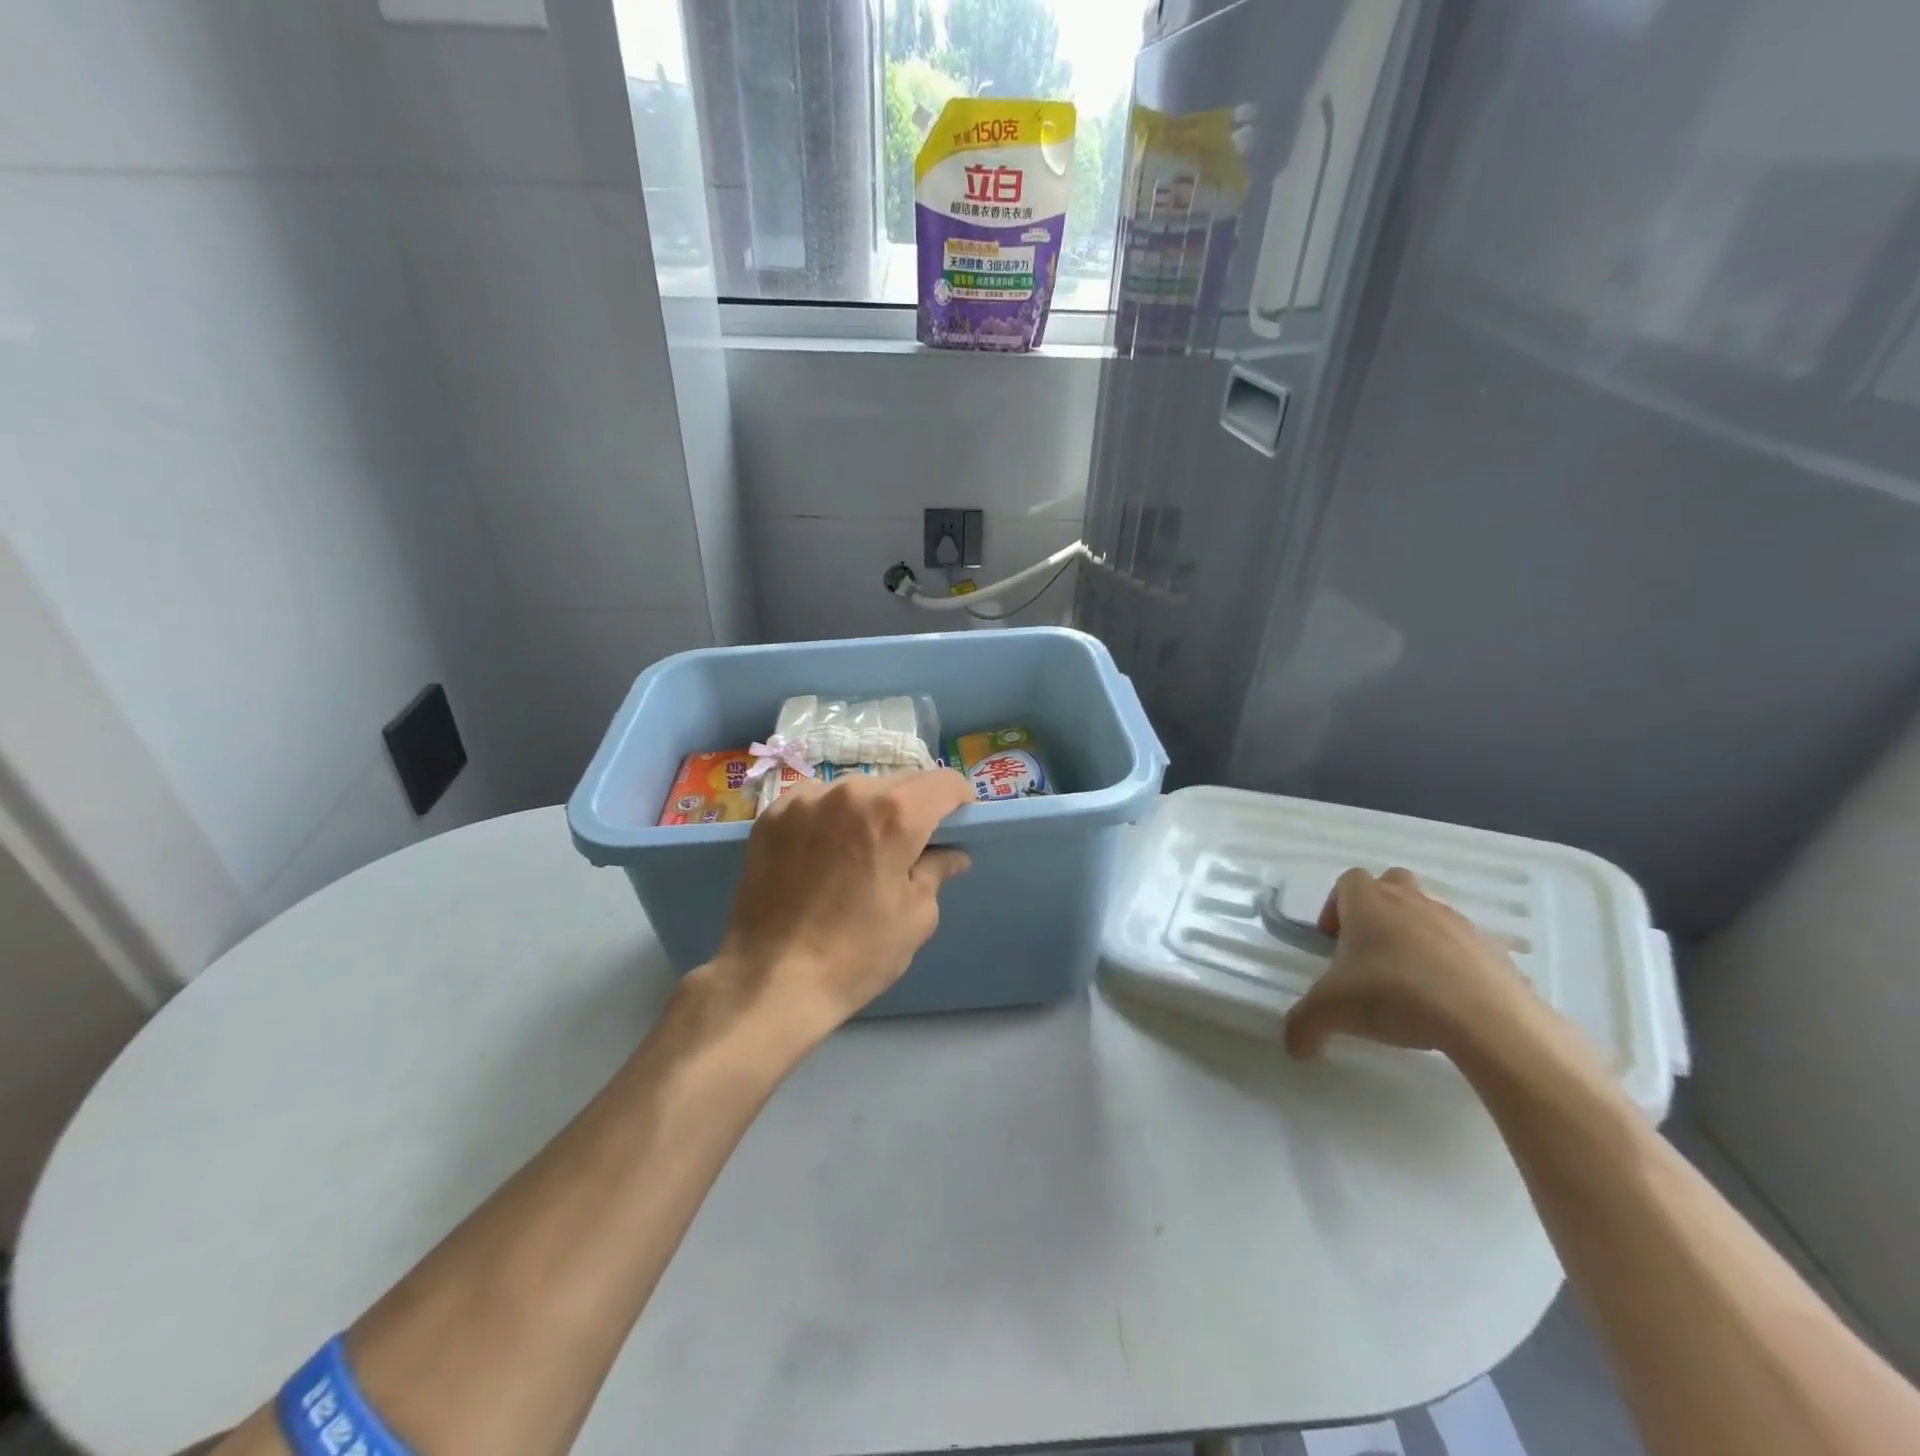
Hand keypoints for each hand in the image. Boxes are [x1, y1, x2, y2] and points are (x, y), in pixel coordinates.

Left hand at [706, 769, 975, 1038]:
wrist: (770, 980)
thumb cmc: (856, 954)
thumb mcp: (915, 917)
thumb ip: (936, 872)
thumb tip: (951, 854)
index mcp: (895, 814)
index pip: (943, 782)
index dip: (959, 799)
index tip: (958, 822)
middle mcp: (851, 791)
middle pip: (900, 783)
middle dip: (914, 807)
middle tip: (911, 844)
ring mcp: (806, 798)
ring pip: (856, 789)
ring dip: (869, 810)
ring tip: (861, 850)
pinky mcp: (773, 814)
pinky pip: (818, 801)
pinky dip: (831, 817)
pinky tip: (823, 852)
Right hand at [1283, 867, 1541, 1063]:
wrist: (1486, 1020)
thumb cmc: (1394, 994)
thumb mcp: (1331, 1012)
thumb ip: (1304, 1025)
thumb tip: (1294, 1048)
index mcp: (1369, 902)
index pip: (1347, 881)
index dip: (1335, 906)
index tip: (1332, 940)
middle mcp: (1412, 902)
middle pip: (1392, 884)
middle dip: (1379, 908)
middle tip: (1369, 949)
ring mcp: (1458, 923)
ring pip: (1430, 915)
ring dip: (1417, 937)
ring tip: (1409, 983)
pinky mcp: (1494, 952)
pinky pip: (1466, 950)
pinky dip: (1453, 966)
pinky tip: (1447, 1003)